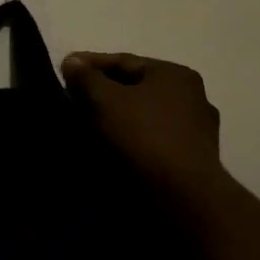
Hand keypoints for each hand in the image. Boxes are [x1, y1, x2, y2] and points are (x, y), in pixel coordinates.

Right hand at [61, 51, 224, 191]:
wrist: (182, 199)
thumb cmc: (144, 136)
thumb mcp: (105, 100)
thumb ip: (86, 78)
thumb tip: (71, 61)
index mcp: (176, 75)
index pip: (124, 61)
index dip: (90, 64)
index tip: (64, 69)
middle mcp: (192, 98)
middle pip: (136, 89)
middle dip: (104, 93)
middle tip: (73, 99)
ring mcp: (195, 133)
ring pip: (144, 118)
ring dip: (116, 120)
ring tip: (85, 128)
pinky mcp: (191, 164)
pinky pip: (151, 143)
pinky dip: (129, 143)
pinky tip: (109, 152)